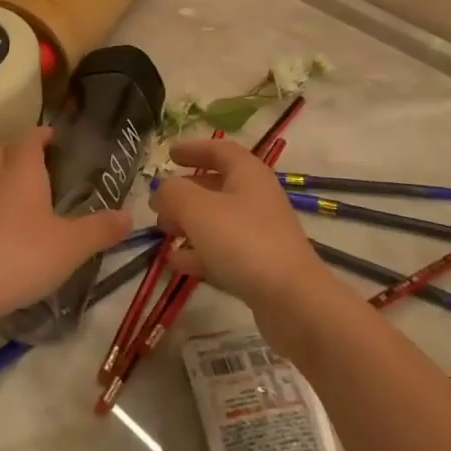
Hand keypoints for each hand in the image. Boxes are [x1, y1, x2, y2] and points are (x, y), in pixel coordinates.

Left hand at [0, 127, 131, 322]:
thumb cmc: (21, 255)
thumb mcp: (70, 246)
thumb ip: (99, 230)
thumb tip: (130, 216)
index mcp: (22, 170)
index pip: (30, 138)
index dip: (41, 135)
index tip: (52, 136)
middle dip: (14, 151)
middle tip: (33, 163)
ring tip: (18, 200)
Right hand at [148, 137, 333, 331]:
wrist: (292, 301)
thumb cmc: (243, 241)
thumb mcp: (198, 209)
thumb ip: (174, 192)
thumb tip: (162, 188)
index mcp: (248, 173)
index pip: (219, 149)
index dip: (193, 149)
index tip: (169, 155)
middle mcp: (256, 197)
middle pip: (216, 186)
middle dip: (185, 193)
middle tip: (158, 203)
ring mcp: (260, 233)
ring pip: (217, 220)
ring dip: (189, 224)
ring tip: (162, 233)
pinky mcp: (259, 266)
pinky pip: (223, 251)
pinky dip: (199, 252)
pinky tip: (175, 262)